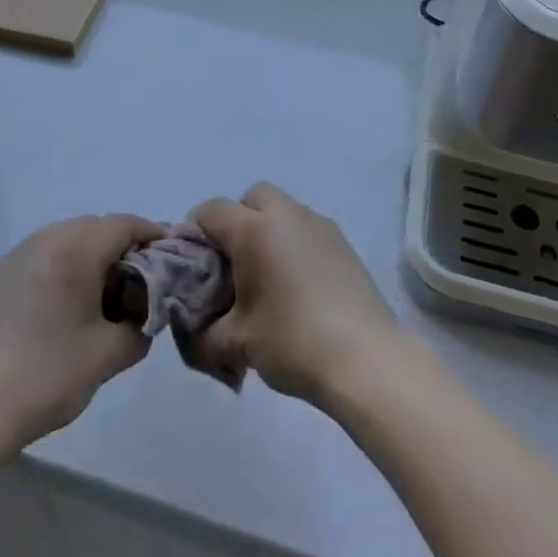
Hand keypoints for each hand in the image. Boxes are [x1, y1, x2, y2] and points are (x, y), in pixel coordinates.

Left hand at [0, 213, 163, 454]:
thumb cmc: (46, 377)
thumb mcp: (108, 355)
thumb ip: (140, 327)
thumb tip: (145, 315)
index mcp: (75, 249)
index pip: (126, 225)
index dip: (153, 236)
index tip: (172, 258)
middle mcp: (47, 238)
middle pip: (98, 227)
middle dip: (124, 248)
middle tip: (142, 283)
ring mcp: (19, 254)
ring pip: (71, 238)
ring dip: (94, 256)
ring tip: (106, 296)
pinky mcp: (1, 275)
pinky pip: (48, 254)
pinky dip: (68, 265)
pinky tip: (70, 304)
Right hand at [185, 183, 406, 408]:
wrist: (365, 358)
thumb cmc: (292, 342)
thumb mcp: (235, 343)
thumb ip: (203, 330)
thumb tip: (195, 325)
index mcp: (255, 229)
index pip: (212, 210)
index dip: (194, 232)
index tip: (192, 264)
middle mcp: (287, 214)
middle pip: (252, 198)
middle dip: (236, 221)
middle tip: (232, 265)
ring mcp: (320, 225)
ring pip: (283, 211)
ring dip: (268, 232)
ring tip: (266, 279)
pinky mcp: (343, 242)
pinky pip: (306, 229)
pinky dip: (293, 244)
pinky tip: (298, 287)